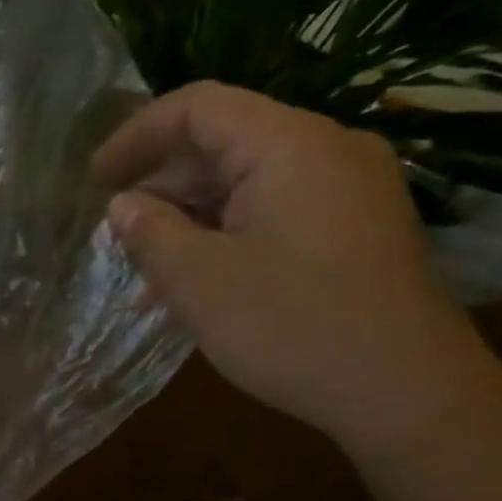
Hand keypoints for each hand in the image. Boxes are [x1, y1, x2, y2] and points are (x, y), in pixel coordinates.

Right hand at [94, 82, 493, 457]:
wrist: (408, 393)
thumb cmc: (291, 326)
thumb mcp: (198, 281)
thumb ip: (150, 232)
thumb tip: (123, 205)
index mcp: (288, 145)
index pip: (197, 108)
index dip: (135, 135)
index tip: (93, 179)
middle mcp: (327, 150)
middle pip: (224, 145)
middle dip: (161, 188)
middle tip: (117, 237)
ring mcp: (350, 189)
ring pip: (248, 185)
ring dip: (191, 222)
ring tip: (149, 275)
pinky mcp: (358, 228)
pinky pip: (277, 212)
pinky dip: (229, 237)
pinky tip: (199, 285)